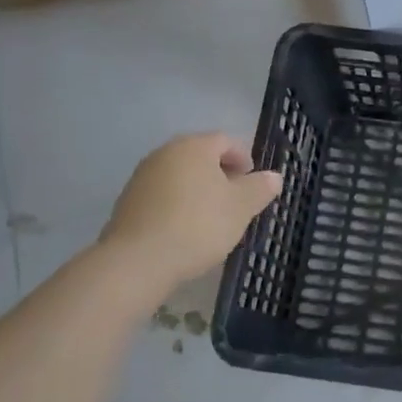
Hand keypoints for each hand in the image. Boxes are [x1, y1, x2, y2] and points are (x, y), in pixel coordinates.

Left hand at [99, 133, 281, 285]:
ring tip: (212, 217)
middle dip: (221, 174)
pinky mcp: (127, 202)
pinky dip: (178, 204)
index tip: (253, 182)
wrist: (139, 261)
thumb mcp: (241, 207)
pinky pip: (162, 195)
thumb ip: (260, 188)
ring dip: (199, 190)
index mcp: (194, 147)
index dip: (244, 158)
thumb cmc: (198, 225)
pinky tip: (185, 229)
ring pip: (180, 176)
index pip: (225, 141)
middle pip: (200, 156)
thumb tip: (274, 176)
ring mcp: (142, 177)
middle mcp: (165, 153)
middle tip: (236, 200)